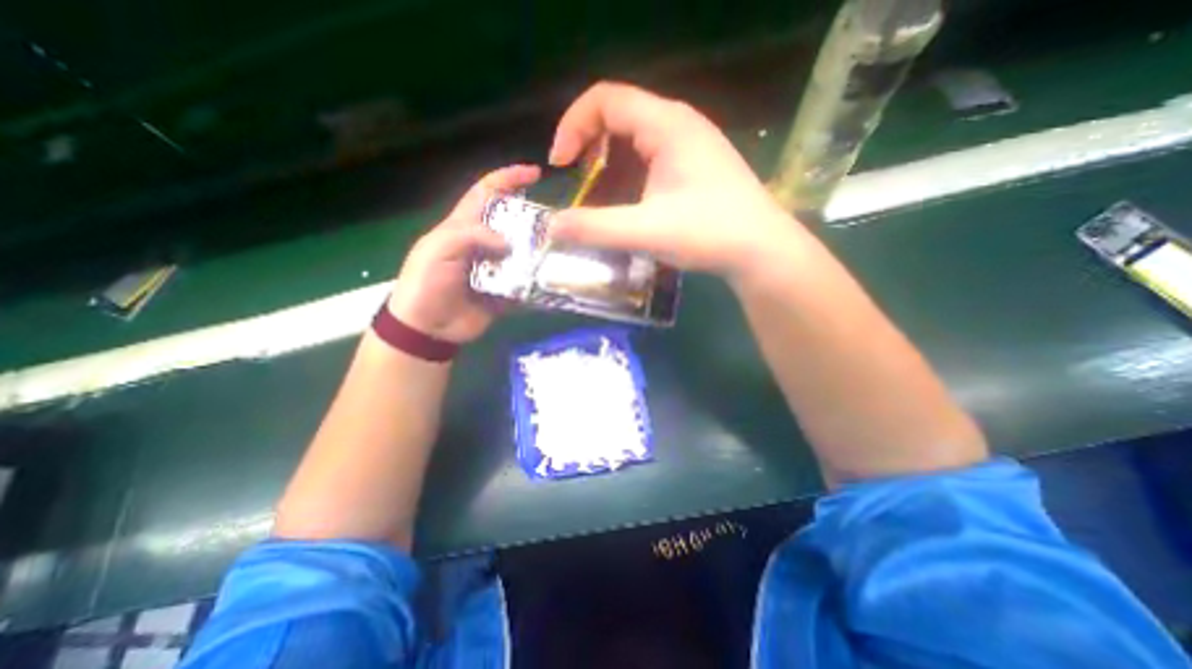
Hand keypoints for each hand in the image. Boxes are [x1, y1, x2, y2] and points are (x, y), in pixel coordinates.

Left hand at [386, 163, 540, 345]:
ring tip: (559, 250)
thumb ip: (471, 235)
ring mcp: (497, 267)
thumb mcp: (439, 249)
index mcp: (463, 225)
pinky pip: (525, 281)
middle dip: (532, 219)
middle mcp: (484, 243)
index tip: (535, 173)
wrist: (428, 327)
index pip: (486, 192)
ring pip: (522, 252)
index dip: (508, 179)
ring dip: (538, 251)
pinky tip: (552, 277)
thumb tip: (509, 241)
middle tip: (554, 224)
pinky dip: (537, 280)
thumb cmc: (426, 282)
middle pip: (512, 223)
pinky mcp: (505, 289)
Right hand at [547, 82, 800, 279]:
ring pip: (636, 137)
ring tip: (597, 193)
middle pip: (619, 114)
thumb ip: (596, 228)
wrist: (761, 250)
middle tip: (577, 180)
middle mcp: (679, 124)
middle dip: (588, 144)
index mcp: (666, 124)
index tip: (560, 164)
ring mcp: (691, 144)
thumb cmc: (708, 233)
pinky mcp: (696, 165)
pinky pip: (652, 156)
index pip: (606, 98)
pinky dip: (629, 172)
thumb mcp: (646, 231)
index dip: (573, 126)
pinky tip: (628, 200)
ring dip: (609, 161)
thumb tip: (553, 228)